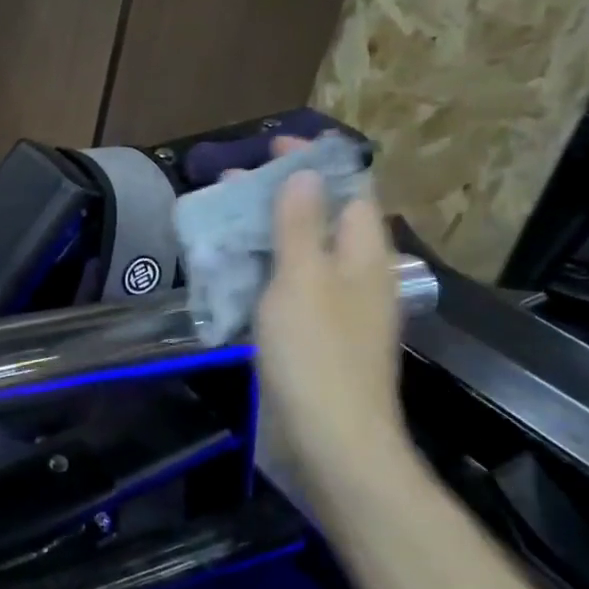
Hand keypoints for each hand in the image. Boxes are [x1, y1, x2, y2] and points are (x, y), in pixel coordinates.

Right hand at [254, 162, 413, 501]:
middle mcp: (358, 276)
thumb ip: (300, 225)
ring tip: (224, 219)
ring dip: (269, 232)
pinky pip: (292, 287)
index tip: (273, 147)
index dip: (316, 163)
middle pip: (323, 219)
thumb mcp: (302, 280)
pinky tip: (234, 272)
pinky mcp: (317, 337)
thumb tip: (303, 175)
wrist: (332, 441)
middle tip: (233, 184)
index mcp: (364, 255)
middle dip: (282, 196)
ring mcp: (339, 309)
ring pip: (304, 254)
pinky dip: (266, 269)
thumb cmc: (315, 354)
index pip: (349, 189)